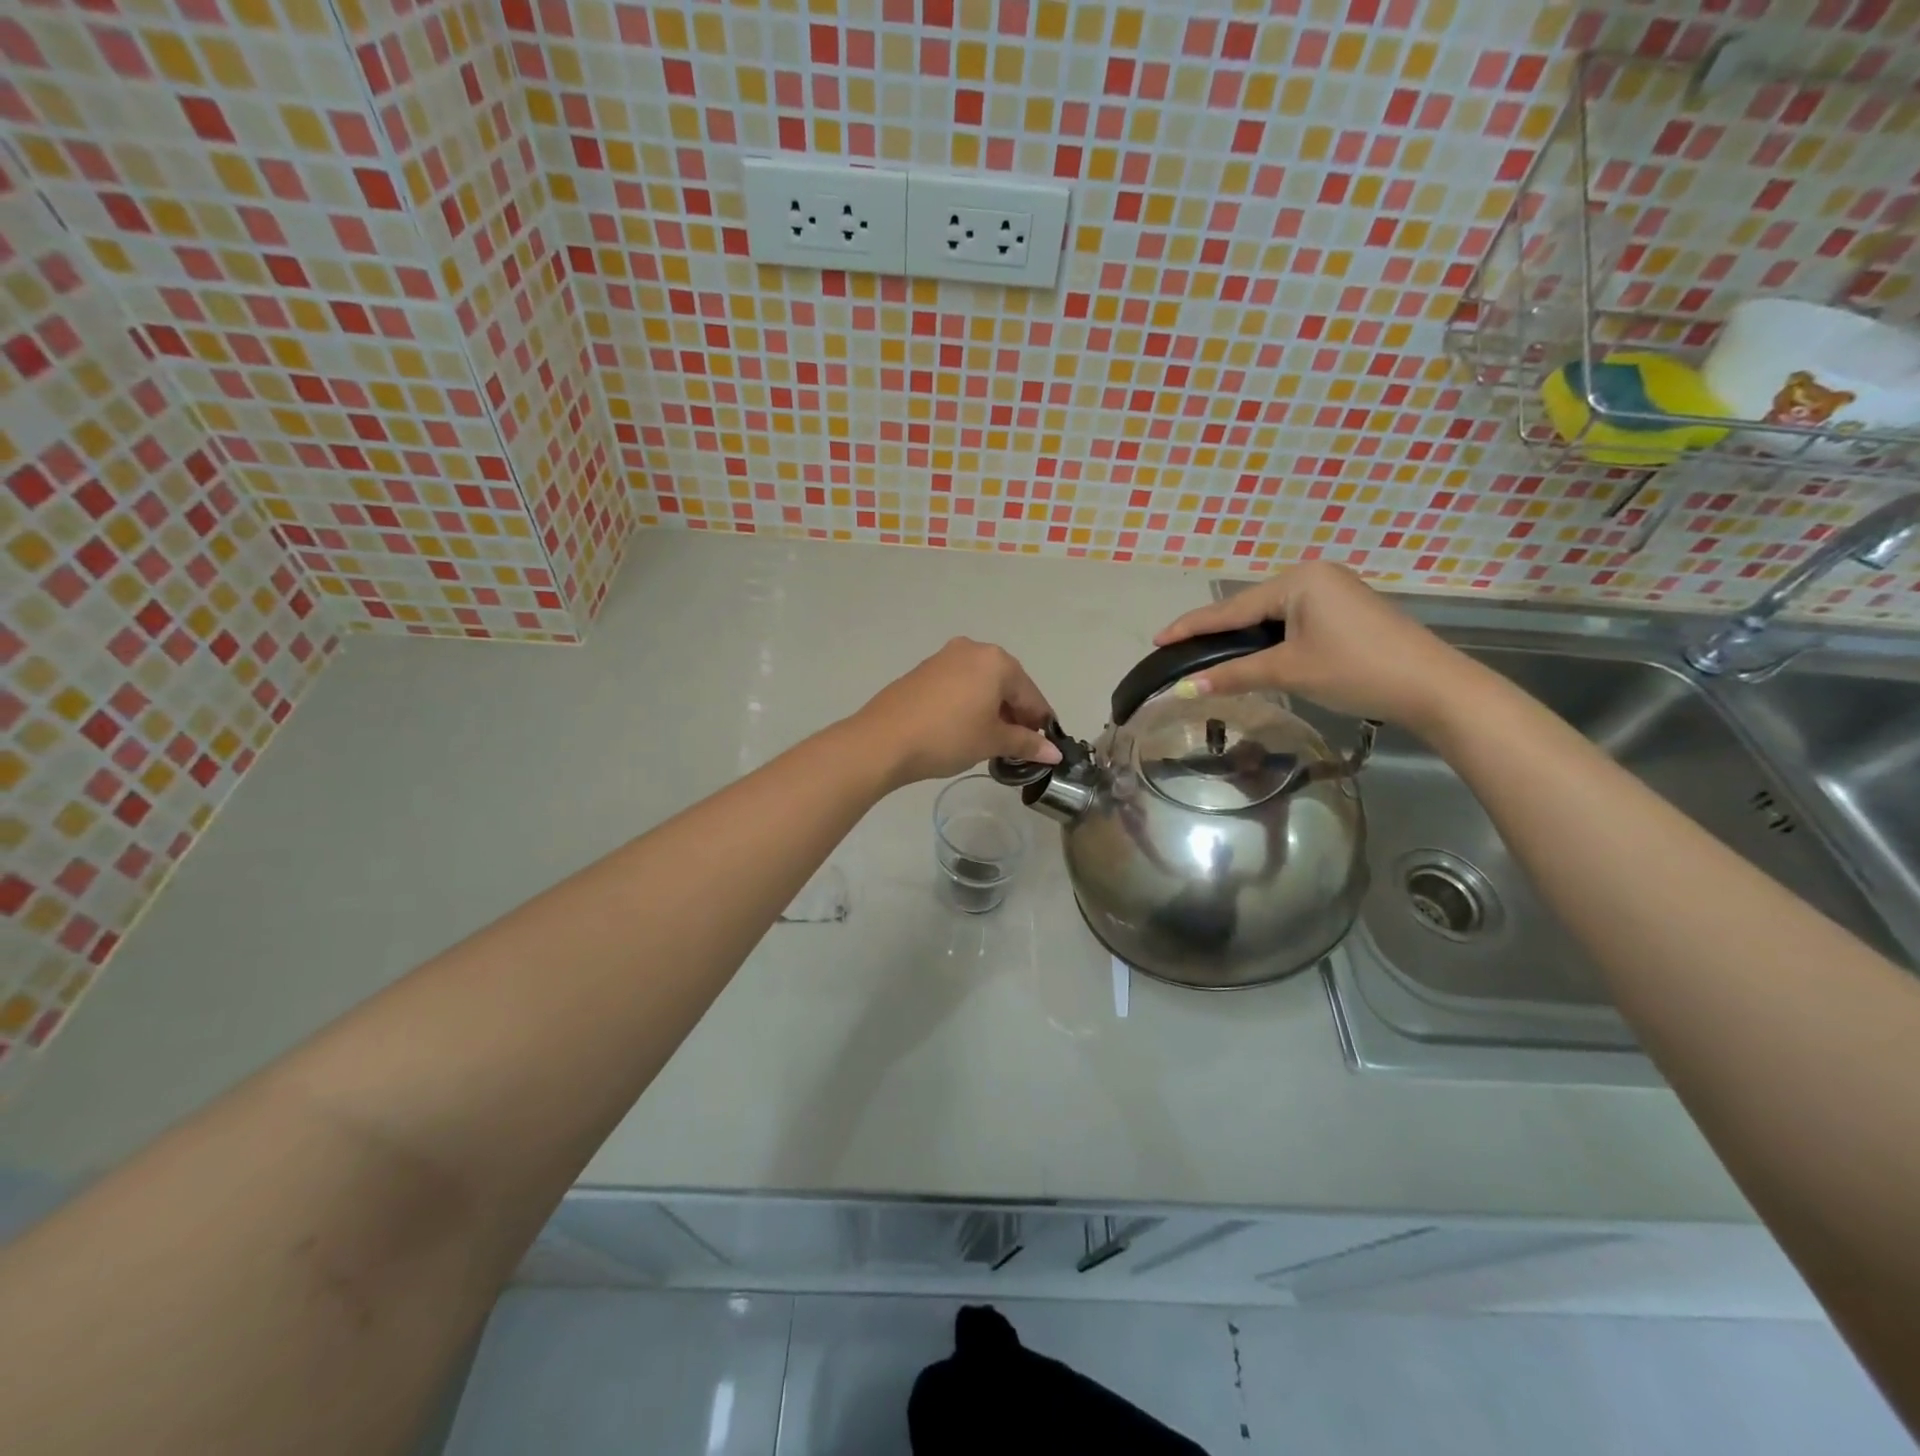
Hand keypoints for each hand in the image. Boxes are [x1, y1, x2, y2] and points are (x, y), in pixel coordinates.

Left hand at [849, 638, 1060, 788]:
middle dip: (1015, 714)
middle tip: (1017, 746)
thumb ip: (1026, 743)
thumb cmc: (948, 737)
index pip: (1030, 694)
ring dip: (992, 709)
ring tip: (991, 740)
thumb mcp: (992, 741)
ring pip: (981, 684)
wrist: (883, 740)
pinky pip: (959, 686)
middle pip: (1006, 684)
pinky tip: (964, 728)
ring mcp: (944, 657)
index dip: (1040, 722)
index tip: (1044, 747)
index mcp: (996, 661)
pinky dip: (969, 704)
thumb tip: (1053, 753)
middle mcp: (972, 650)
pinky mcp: (923, 671)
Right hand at [1153, 562, 1478, 734]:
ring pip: (1271, 617)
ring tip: (1208, 655)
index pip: (1231, 608)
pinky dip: (1269, 640)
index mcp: (1299, 580)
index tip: (1157, 638)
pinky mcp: (1345, 612)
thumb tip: (1185, 689)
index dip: (1192, 626)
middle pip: (1250, 608)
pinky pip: (1293, 621)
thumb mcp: (1289, 670)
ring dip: (1243, 638)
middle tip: (1179, 650)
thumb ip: (1234, 675)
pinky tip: (1254, 654)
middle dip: (1216, 632)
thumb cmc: (1356, 670)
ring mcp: (1333, 591)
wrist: (1433, 687)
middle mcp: (1314, 576)